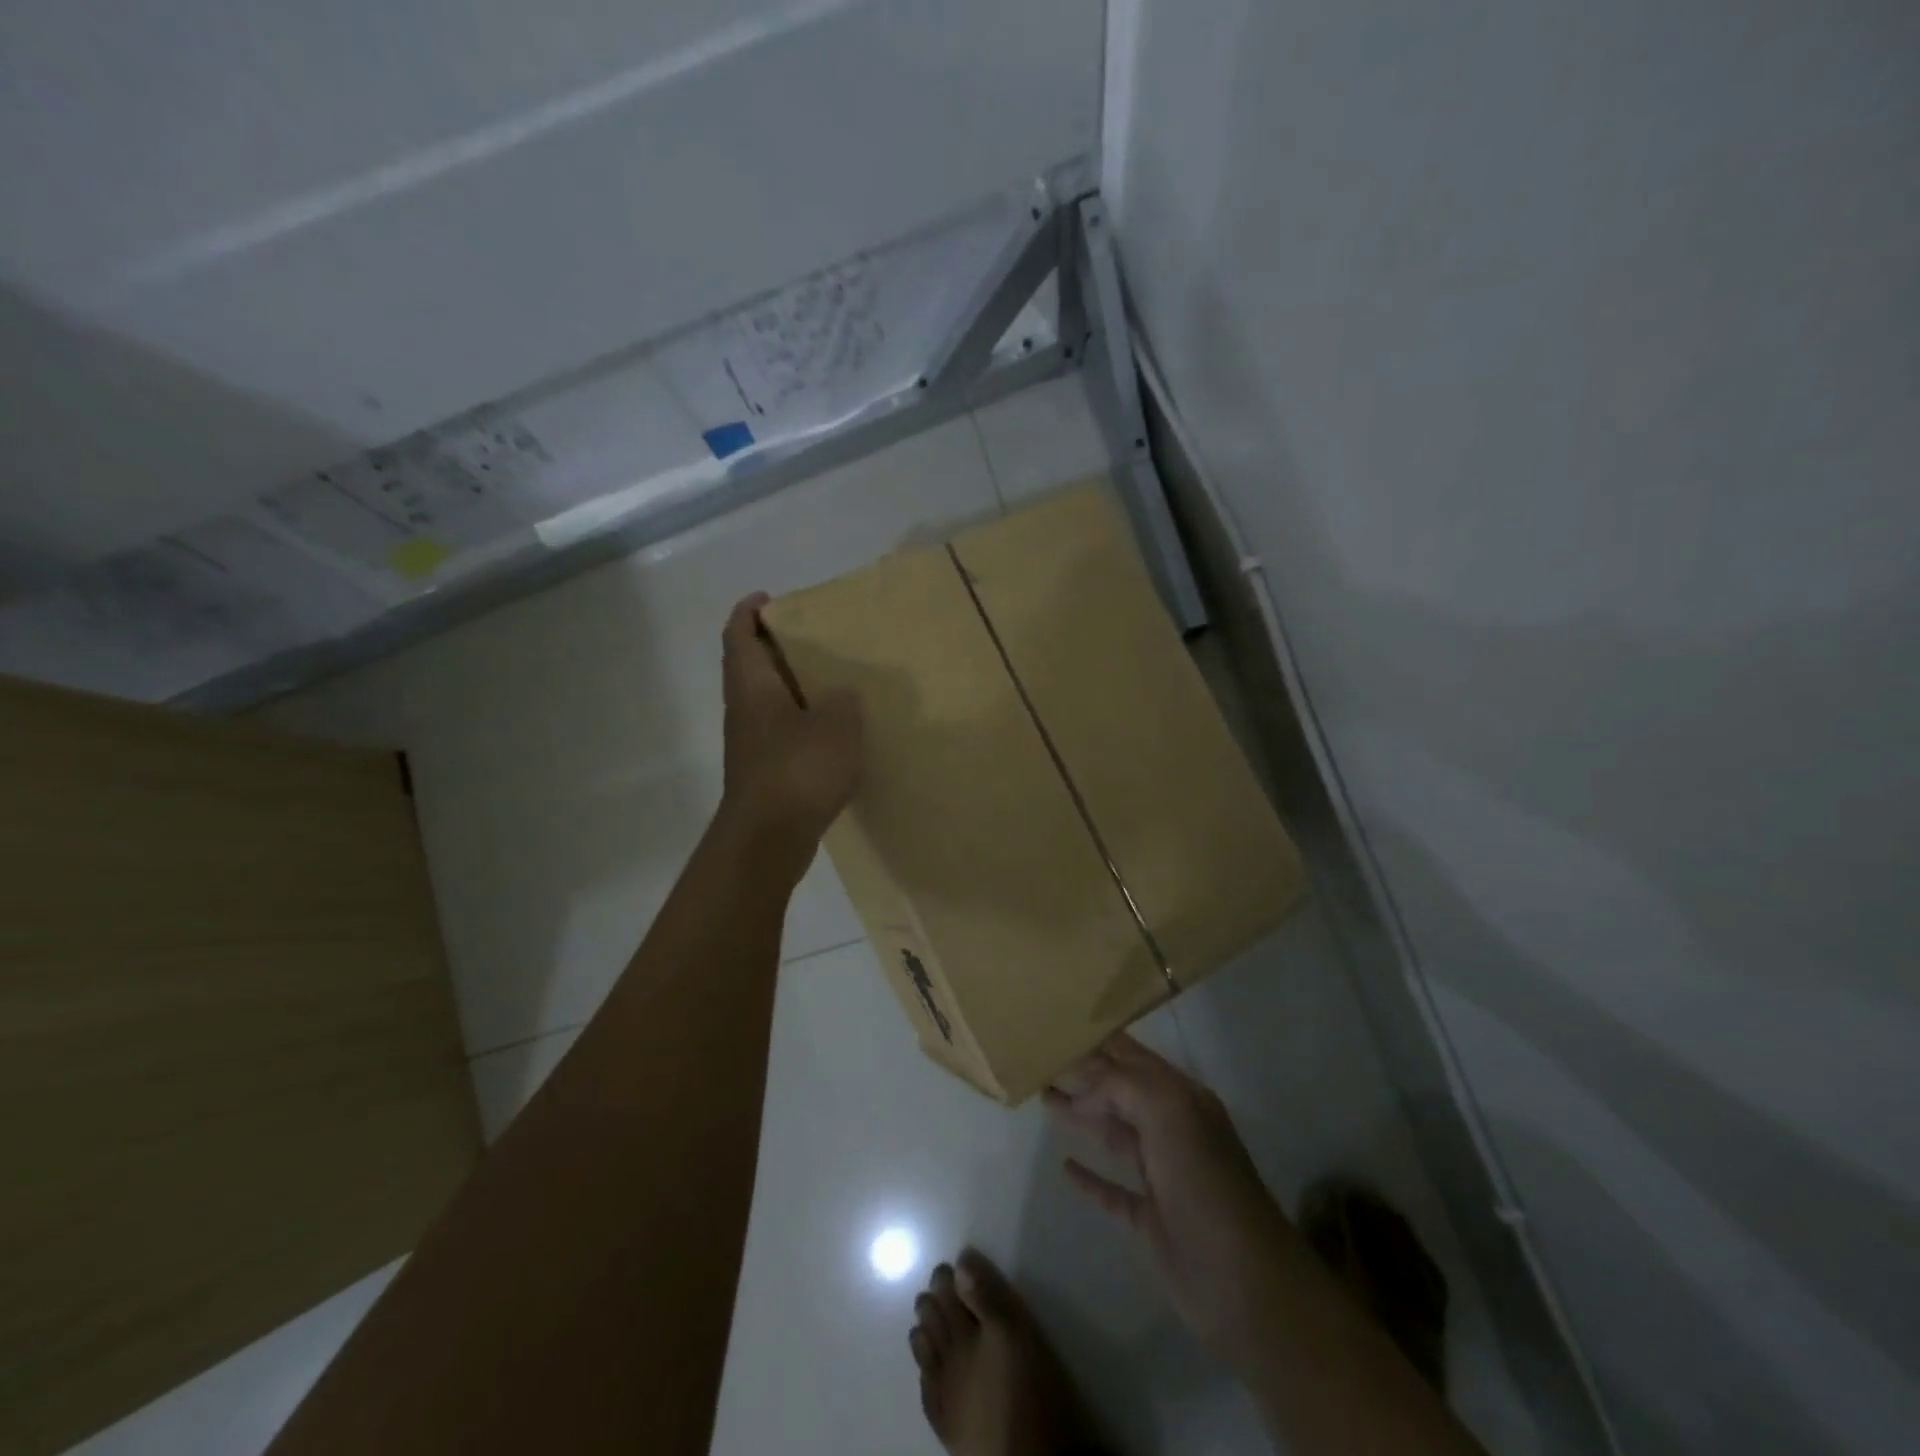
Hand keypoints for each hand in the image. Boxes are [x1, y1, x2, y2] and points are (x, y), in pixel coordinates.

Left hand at [718, 592, 862, 860]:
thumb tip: (841, 695)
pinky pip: (782, 732)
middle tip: (814, 638)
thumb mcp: (836, 725)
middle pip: (751, 666)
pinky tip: (833, 732)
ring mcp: (752, 744)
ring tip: (831, 681)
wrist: (768, 839)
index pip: (739, 636)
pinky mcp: (765, 772)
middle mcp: (745, 710)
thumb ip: (843, 700)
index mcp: (752, 687)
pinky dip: (802, 722)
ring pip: (767, 701)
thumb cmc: (798, 770)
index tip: (768, 598)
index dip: (749, 612)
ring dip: (791, 687)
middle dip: (775, 647)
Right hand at [1046, 1034, 1305, 1368]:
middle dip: (1083, 1072)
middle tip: (1040, 1058)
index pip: (1131, 1056)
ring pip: (1113, 1132)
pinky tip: (1065, 1166)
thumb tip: (1081, 1093)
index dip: (1098, 1040)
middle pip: (1118, 1090)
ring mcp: (1161, 1174)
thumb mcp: (1168, 1112)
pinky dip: (1089, 1177)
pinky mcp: (1149, 1218)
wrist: (1244, 1285)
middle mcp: (1171, 1127)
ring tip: (1043, 1095)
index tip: (1059, 1026)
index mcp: (1181, 1097)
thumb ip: (1121, 1086)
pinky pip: (1112, 1189)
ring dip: (1080, 1113)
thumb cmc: (1206, 1184)